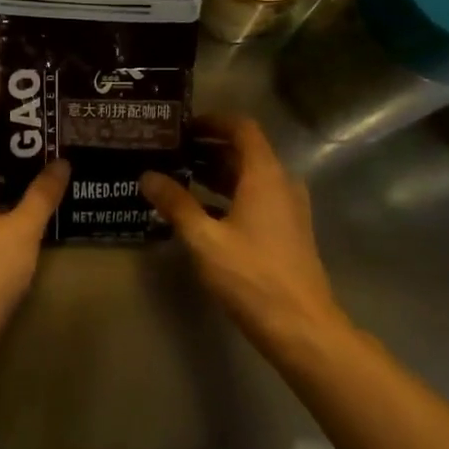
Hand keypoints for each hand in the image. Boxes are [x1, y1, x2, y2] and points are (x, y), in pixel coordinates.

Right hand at [141, 115, 346, 354]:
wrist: (301, 327)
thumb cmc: (252, 276)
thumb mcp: (205, 239)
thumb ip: (176, 204)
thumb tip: (147, 176)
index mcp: (265, 175)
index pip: (242, 128)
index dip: (213, 121)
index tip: (182, 126)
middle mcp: (281, 183)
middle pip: (244, 152)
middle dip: (207, 149)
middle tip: (169, 152)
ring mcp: (287, 208)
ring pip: (248, 177)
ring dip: (215, 174)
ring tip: (177, 178)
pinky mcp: (287, 231)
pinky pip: (255, 199)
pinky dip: (227, 196)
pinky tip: (199, 213)